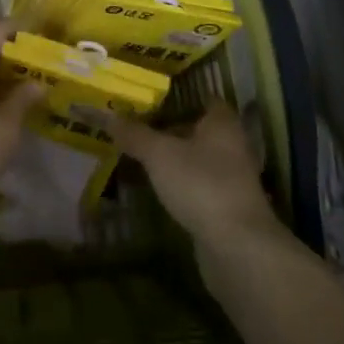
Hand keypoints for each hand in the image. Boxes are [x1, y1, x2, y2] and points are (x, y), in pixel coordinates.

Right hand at [109, 103, 278, 250]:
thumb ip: (134, 134)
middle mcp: (231, 145)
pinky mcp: (225, 206)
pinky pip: (197, 184)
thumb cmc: (201, 184)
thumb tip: (106, 114)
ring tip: (137, 156)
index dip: (176, 96)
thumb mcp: (160, 154)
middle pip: (196, 129)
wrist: (237, 247)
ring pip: (196, 158)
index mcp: (222, 122)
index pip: (201, 98)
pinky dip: (178, 183)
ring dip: (172, 158)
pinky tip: (155, 187)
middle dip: (168, 128)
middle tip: (135, 126)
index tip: (149, 98)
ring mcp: (231, 178)